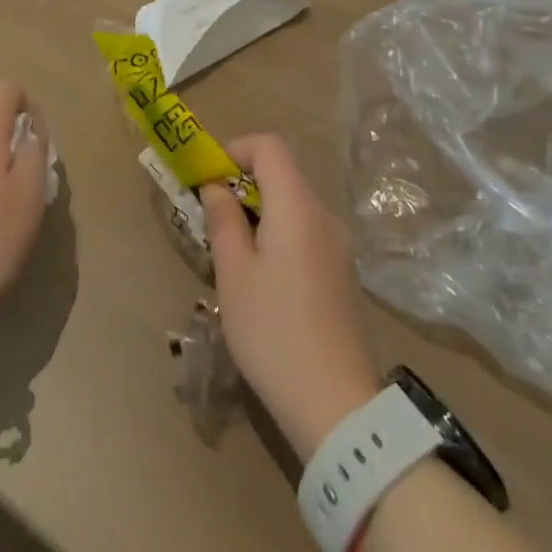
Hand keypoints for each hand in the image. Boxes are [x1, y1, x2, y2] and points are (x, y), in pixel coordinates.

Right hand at [200, 135, 380, 457]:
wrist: (337, 406)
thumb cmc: (274, 332)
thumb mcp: (234, 275)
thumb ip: (223, 220)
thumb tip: (216, 186)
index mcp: (297, 206)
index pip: (269, 146)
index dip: (235, 149)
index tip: (209, 178)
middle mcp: (324, 215)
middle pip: (282, 174)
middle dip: (243, 184)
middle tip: (212, 218)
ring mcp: (339, 245)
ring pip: (293, 205)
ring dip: (260, 212)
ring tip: (232, 254)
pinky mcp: (343, 273)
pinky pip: (306, 232)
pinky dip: (279, 234)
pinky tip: (263, 280)